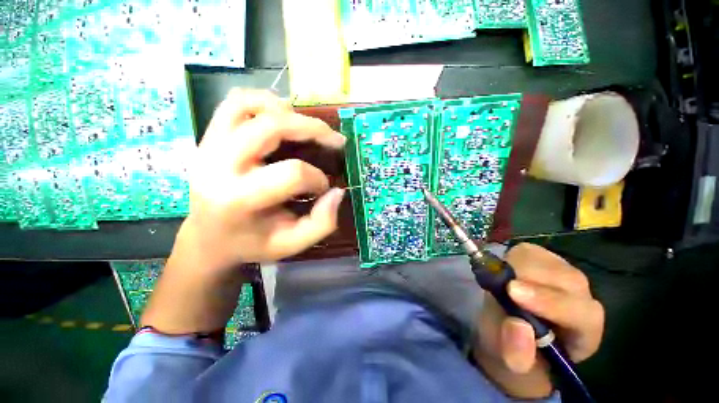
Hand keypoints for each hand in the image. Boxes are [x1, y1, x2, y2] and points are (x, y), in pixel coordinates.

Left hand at [174, 89, 346, 272]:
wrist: (207, 237)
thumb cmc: (251, 243)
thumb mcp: (291, 245)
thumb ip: (321, 223)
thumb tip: (337, 192)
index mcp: (238, 199)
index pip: (291, 173)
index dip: (317, 178)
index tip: (323, 188)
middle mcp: (218, 165)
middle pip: (271, 127)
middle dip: (313, 129)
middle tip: (335, 140)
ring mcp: (209, 145)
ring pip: (249, 105)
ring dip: (287, 111)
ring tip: (307, 128)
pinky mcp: (209, 137)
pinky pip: (235, 103)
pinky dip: (265, 102)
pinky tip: (282, 119)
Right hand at [473, 243, 604, 398]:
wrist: (509, 329)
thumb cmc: (514, 350)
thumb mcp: (510, 362)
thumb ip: (516, 353)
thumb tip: (517, 326)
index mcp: (583, 331)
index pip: (581, 313)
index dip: (550, 302)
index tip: (513, 293)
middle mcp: (580, 297)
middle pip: (566, 278)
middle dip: (529, 278)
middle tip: (500, 283)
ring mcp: (562, 273)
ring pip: (547, 260)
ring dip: (518, 267)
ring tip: (499, 281)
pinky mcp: (541, 259)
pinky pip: (528, 251)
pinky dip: (511, 258)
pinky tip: (503, 271)